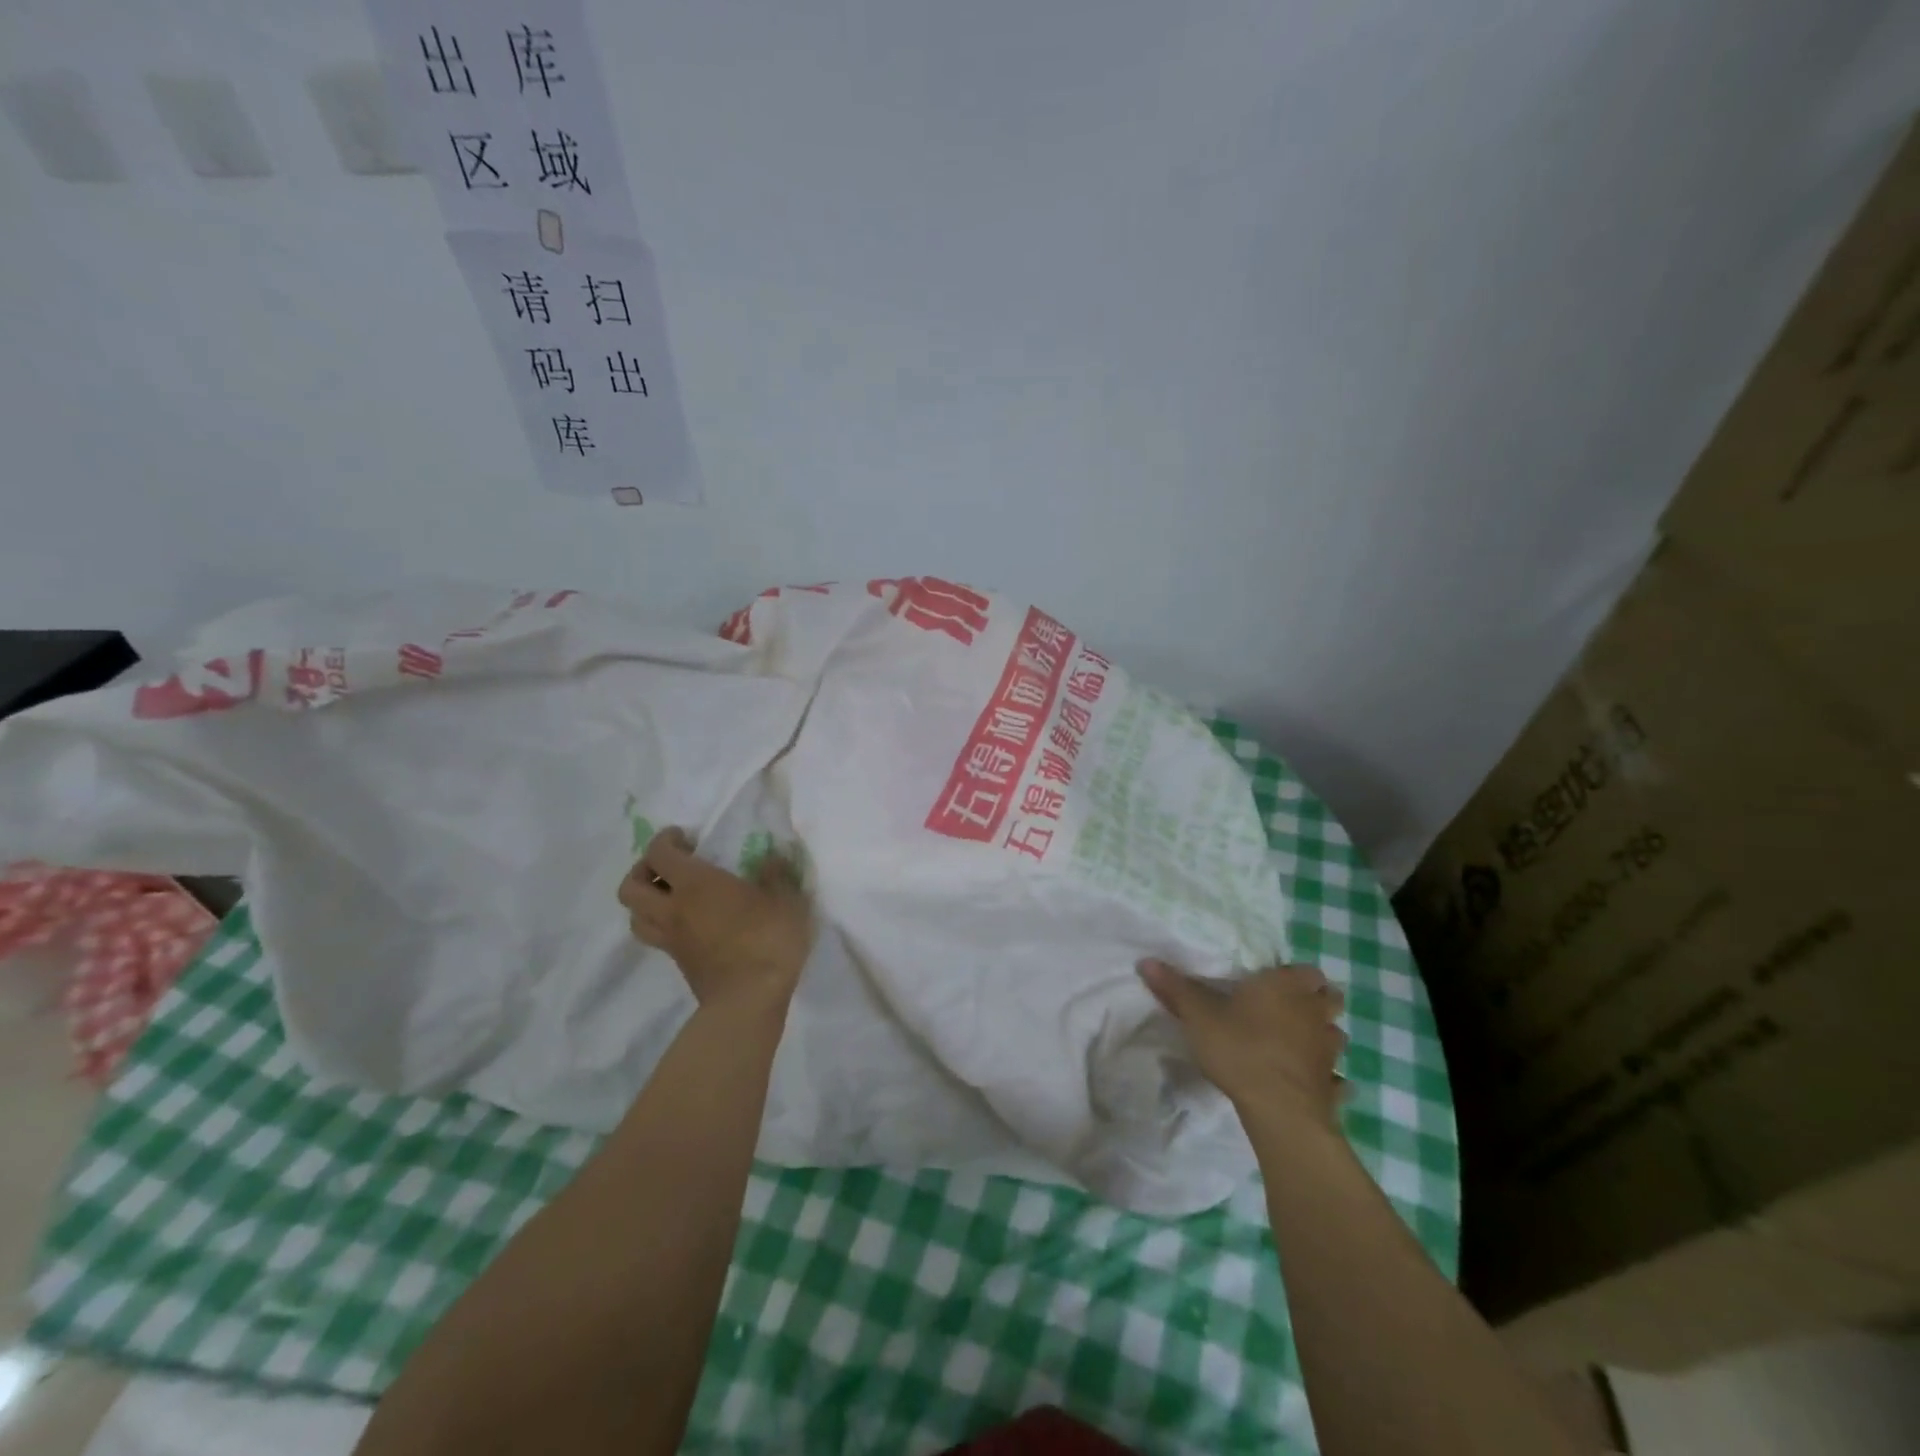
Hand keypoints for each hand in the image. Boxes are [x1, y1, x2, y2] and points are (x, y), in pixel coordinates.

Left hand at [619, 827, 813, 1015]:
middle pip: (630, 887)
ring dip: (645, 901)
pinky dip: (661, 924)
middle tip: (668, 867)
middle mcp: (674, 909)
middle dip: (642, 870)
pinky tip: (689, 923)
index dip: (665, 840)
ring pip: (635, 916)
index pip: (659, 854)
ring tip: (670, 896)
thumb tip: (770, 859)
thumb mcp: (785, 900)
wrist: (749, 1000)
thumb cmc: (768, 940)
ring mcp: (672, 940)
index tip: (685, 837)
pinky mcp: (679, 963)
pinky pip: (655, 937)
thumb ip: (775, 875)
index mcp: (696, 884)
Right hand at [1138, 960, 1347, 1135]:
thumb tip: (1146, 961)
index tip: (1274, 983)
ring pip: (1336, 1035)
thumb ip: (1175, 988)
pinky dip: (1327, 1079)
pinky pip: (1337, 1079)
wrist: (1279, 1110)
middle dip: (1315, 1002)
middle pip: (1330, 999)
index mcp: (1287, 988)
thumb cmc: (1241, 1049)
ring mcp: (1330, 1052)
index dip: (1294, 976)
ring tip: (1297, 1045)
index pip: (1307, 971)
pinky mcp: (1333, 1087)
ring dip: (1322, 1037)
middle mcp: (1315, 1014)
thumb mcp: (1198, 1016)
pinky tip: (1311, 1084)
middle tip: (1288, 1010)